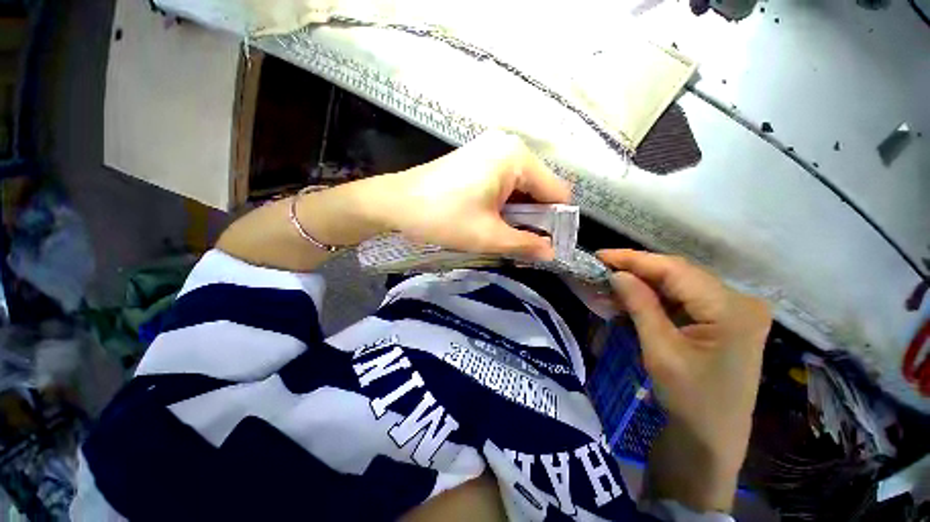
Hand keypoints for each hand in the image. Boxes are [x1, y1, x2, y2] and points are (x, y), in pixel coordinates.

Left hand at [376, 131, 571, 260]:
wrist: (395, 203)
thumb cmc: (444, 217)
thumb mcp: (489, 236)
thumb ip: (526, 244)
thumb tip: (552, 254)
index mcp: (517, 158)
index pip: (557, 192)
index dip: (557, 222)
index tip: (548, 246)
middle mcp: (509, 146)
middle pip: (539, 188)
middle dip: (535, 218)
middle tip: (524, 244)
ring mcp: (491, 149)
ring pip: (521, 187)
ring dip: (519, 213)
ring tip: (505, 234)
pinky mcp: (478, 158)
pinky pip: (504, 182)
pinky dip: (505, 203)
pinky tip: (493, 219)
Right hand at [597, 250, 770, 472]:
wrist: (712, 438)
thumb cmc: (690, 399)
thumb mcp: (660, 350)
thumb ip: (640, 305)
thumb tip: (617, 274)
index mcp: (731, 309)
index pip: (675, 270)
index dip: (634, 259)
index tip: (601, 255)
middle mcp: (740, 301)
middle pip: (680, 274)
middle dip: (638, 270)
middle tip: (603, 267)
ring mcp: (735, 310)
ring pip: (680, 284)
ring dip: (645, 284)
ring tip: (612, 283)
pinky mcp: (725, 320)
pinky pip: (685, 299)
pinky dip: (656, 297)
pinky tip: (634, 298)